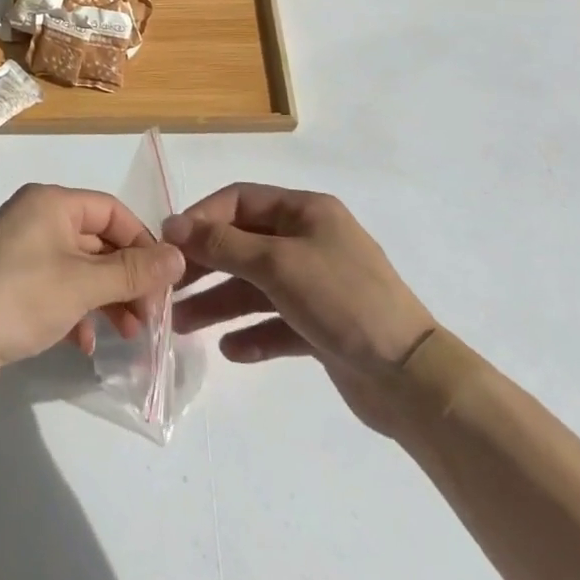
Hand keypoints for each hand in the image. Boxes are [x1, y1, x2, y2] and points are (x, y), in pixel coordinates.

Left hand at [0, 184, 184, 406]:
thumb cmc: (20, 298)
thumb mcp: (84, 284)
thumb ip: (133, 271)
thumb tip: (178, 256)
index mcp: (50, 203)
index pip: (110, 210)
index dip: (142, 242)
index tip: (165, 280)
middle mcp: (36, 219)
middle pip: (97, 241)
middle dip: (127, 278)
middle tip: (152, 315)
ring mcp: (22, 253)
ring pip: (80, 269)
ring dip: (107, 299)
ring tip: (131, 333)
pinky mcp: (12, 285)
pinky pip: (57, 289)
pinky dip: (77, 311)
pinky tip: (86, 343)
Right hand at [164, 185, 435, 434]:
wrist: (411, 379)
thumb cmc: (341, 300)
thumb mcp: (277, 264)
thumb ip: (223, 244)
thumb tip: (174, 225)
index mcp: (305, 212)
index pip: (240, 201)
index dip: (202, 218)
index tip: (169, 244)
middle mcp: (309, 241)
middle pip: (244, 245)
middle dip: (206, 266)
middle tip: (170, 289)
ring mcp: (317, 285)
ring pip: (256, 287)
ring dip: (220, 303)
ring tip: (183, 326)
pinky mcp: (322, 326)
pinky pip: (276, 322)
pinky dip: (252, 333)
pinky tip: (230, 349)